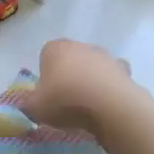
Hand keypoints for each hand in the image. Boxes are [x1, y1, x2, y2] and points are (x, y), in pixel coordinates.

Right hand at [23, 38, 138, 135]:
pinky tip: (106, 104)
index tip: (47, 94)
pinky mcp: (124, 69)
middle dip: (69, 75)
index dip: (46, 75)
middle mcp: (80, 46)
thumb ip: (28, 104)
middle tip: (66, 100)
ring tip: (88, 106)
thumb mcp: (35, 107)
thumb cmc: (65, 100)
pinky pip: (113, 78)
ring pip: (93, 67)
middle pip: (71, 59)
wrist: (109, 105)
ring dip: (90, 80)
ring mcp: (105, 56)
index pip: (46, 56)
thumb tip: (29, 105)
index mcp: (55, 48)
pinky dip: (110, 87)